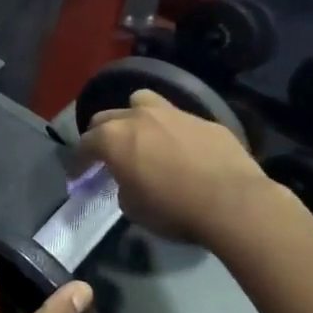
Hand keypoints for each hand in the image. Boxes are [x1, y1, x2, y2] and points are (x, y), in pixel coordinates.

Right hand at [77, 90, 276, 245]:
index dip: (79, 162)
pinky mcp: (205, 120)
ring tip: (142, 136)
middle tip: (106, 155)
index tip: (78, 176)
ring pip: (142, 102)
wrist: (233, 203)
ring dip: (135, 117)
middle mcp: (138, 117)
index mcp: (113, 138)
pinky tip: (183, 151)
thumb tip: (130, 182)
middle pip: (107, 117)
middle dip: (101, 135)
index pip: (85, 145)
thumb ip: (123, 188)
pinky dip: (173, 132)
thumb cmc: (174, 209)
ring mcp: (173, 113)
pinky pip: (179, 120)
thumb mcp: (134, 209)